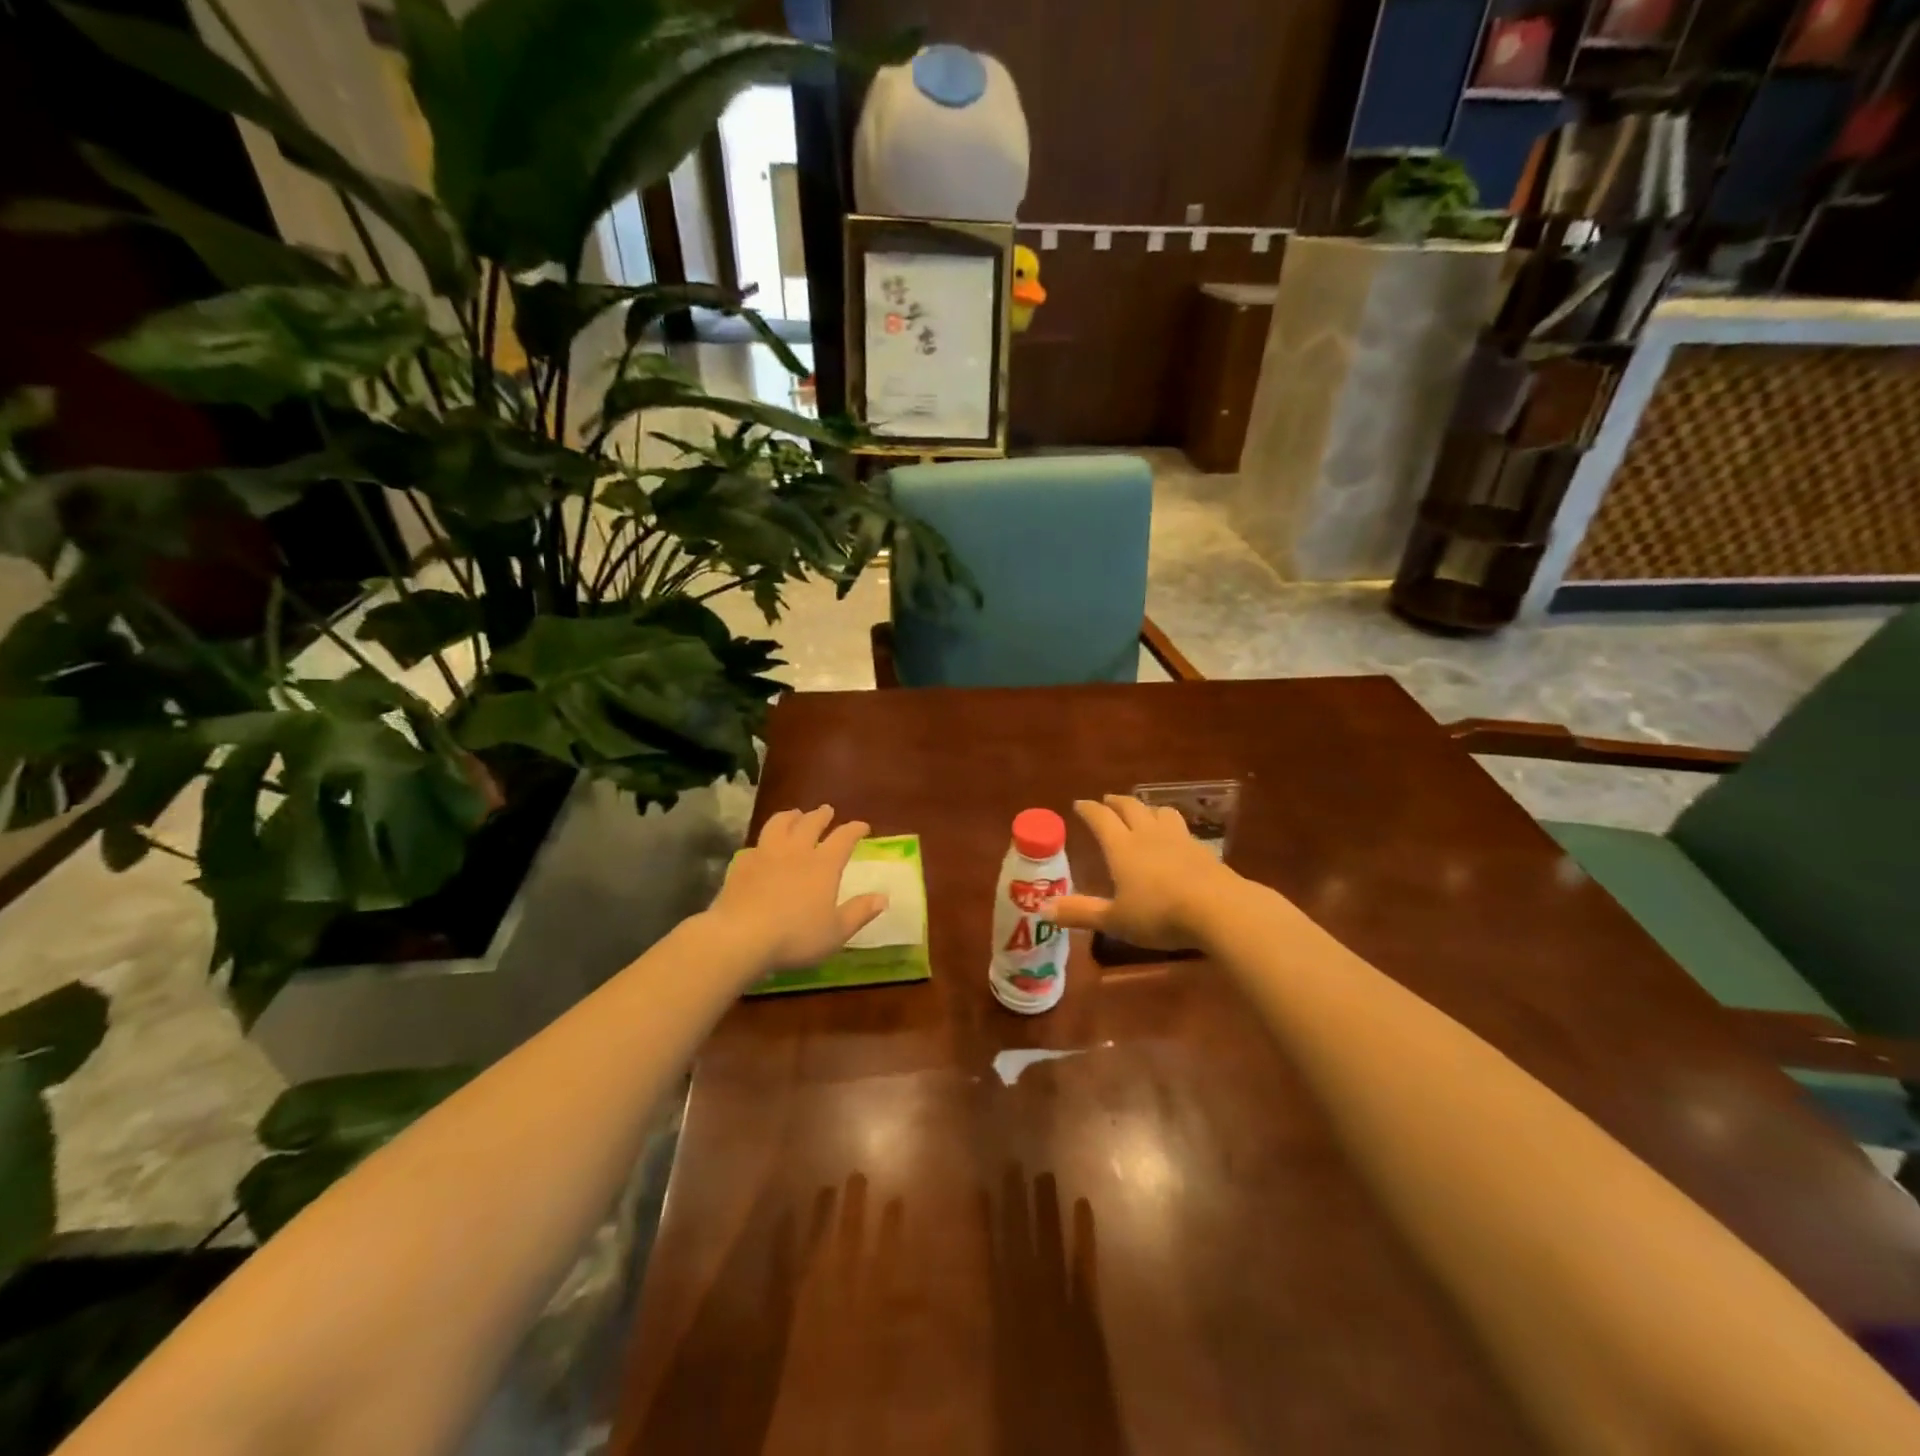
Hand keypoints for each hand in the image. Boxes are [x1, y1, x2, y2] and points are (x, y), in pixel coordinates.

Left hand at [706, 806, 887, 972]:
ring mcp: (766, 854)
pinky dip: (763, 842)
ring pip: (779, 824)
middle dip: (821, 815)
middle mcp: (796, 851)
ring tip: (794, 814)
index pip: (844, 838)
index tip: (862, 826)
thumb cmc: (795, 936)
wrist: (741, 936)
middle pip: (810, 823)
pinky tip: (761, 848)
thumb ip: (860, 912)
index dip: (855, 829)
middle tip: (826, 811)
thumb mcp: (836, 931)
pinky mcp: (741, 864)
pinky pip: (755, 845)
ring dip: (790, 816)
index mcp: (823, 865)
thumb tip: (883, 897)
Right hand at [1050, 795, 1239, 950]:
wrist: (1219, 909)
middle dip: (1115, 802)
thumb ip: (1081, 913)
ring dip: (1147, 809)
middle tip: (1107, 801)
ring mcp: (1178, 838)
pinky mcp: (1202, 849)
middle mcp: (1148, 835)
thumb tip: (1043, 909)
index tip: (1079, 804)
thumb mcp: (1115, 920)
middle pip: (1130, 807)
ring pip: (1159, 812)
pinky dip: (1171, 826)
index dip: (1089, 809)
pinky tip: (1175, 839)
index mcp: (1122, 847)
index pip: (1101, 818)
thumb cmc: (1159, 914)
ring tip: (1143, 813)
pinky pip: (1182, 828)